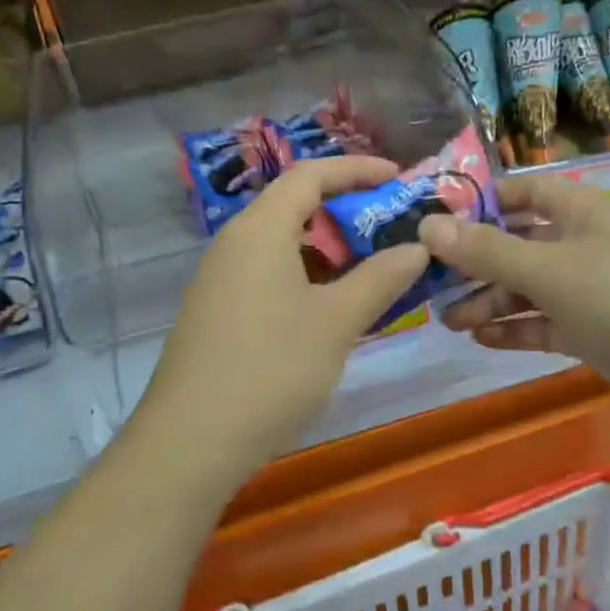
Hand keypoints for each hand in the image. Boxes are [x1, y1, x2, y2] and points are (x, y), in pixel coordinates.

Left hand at [138, 157, 430, 467]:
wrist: (192, 440)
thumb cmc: (271, 369)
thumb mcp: (336, 322)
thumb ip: (379, 278)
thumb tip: (417, 247)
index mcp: (259, 229)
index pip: (310, 175)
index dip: (357, 169)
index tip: (400, 178)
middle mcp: (234, 244)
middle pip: (294, 207)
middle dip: (347, 213)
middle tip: (393, 231)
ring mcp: (220, 279)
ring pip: (282, 245)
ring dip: (328, 251)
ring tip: (372, 271)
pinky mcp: (217, 312)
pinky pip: (268, 275)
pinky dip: (305, 278)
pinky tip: (331, 310)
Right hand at [417, 176, 609, 409]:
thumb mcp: (551, 271)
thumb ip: (487, 251)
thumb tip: (426, 226)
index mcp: (577, 212)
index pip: (519, 193)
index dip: (478, 204)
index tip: (432, 225)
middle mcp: (580, 244)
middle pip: (516, 244)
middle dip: (474, 263)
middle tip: (429, 285)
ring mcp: (589, 290)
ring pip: (526, 288)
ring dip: (488, 300)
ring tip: (448, 319)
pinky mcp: (594, 331)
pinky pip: (543, 323)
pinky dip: (514, 328)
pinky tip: (480, 339)